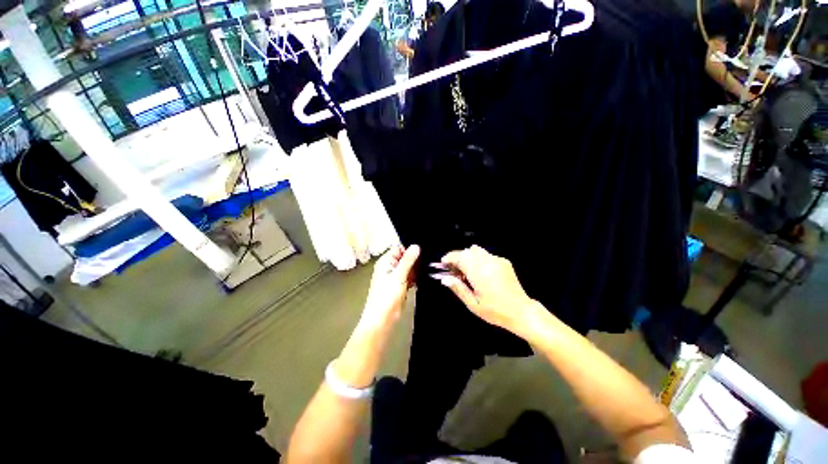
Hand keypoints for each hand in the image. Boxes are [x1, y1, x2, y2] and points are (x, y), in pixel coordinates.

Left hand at [360, 244, 419, 329]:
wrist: (382, 319)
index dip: (410, 249)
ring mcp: (395, 277)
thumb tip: (416, 246)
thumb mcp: (399, 275)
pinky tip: (420, 280)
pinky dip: (414, 278)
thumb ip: (408, 260)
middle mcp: (390, 267)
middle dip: (414, 260)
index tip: (422, 251)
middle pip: (405, 257)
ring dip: (415, 270)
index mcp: (386, 261)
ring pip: (408, 268)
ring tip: (424, 271)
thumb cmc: (387, 296)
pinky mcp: (400, 285)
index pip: (399, 248)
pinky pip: (409, 277)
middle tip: (425, 263)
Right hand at [437, 245, 542, 335]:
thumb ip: (458, 288)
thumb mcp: (473, 304)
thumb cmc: (495, 311)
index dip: (449, 258)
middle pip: (467, 251)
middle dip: (458, 258)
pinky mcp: (504, 261)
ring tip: (467, 271)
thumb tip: (444, 278)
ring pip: (476, 250)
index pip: (460, 257)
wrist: (522, 312)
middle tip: (454, 271)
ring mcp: (497, 260)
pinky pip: (486, 255)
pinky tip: (481, 273)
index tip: (443, 264)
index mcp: (479, 272)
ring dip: (468, 257)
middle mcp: (488, 262)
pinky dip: (478, 259)